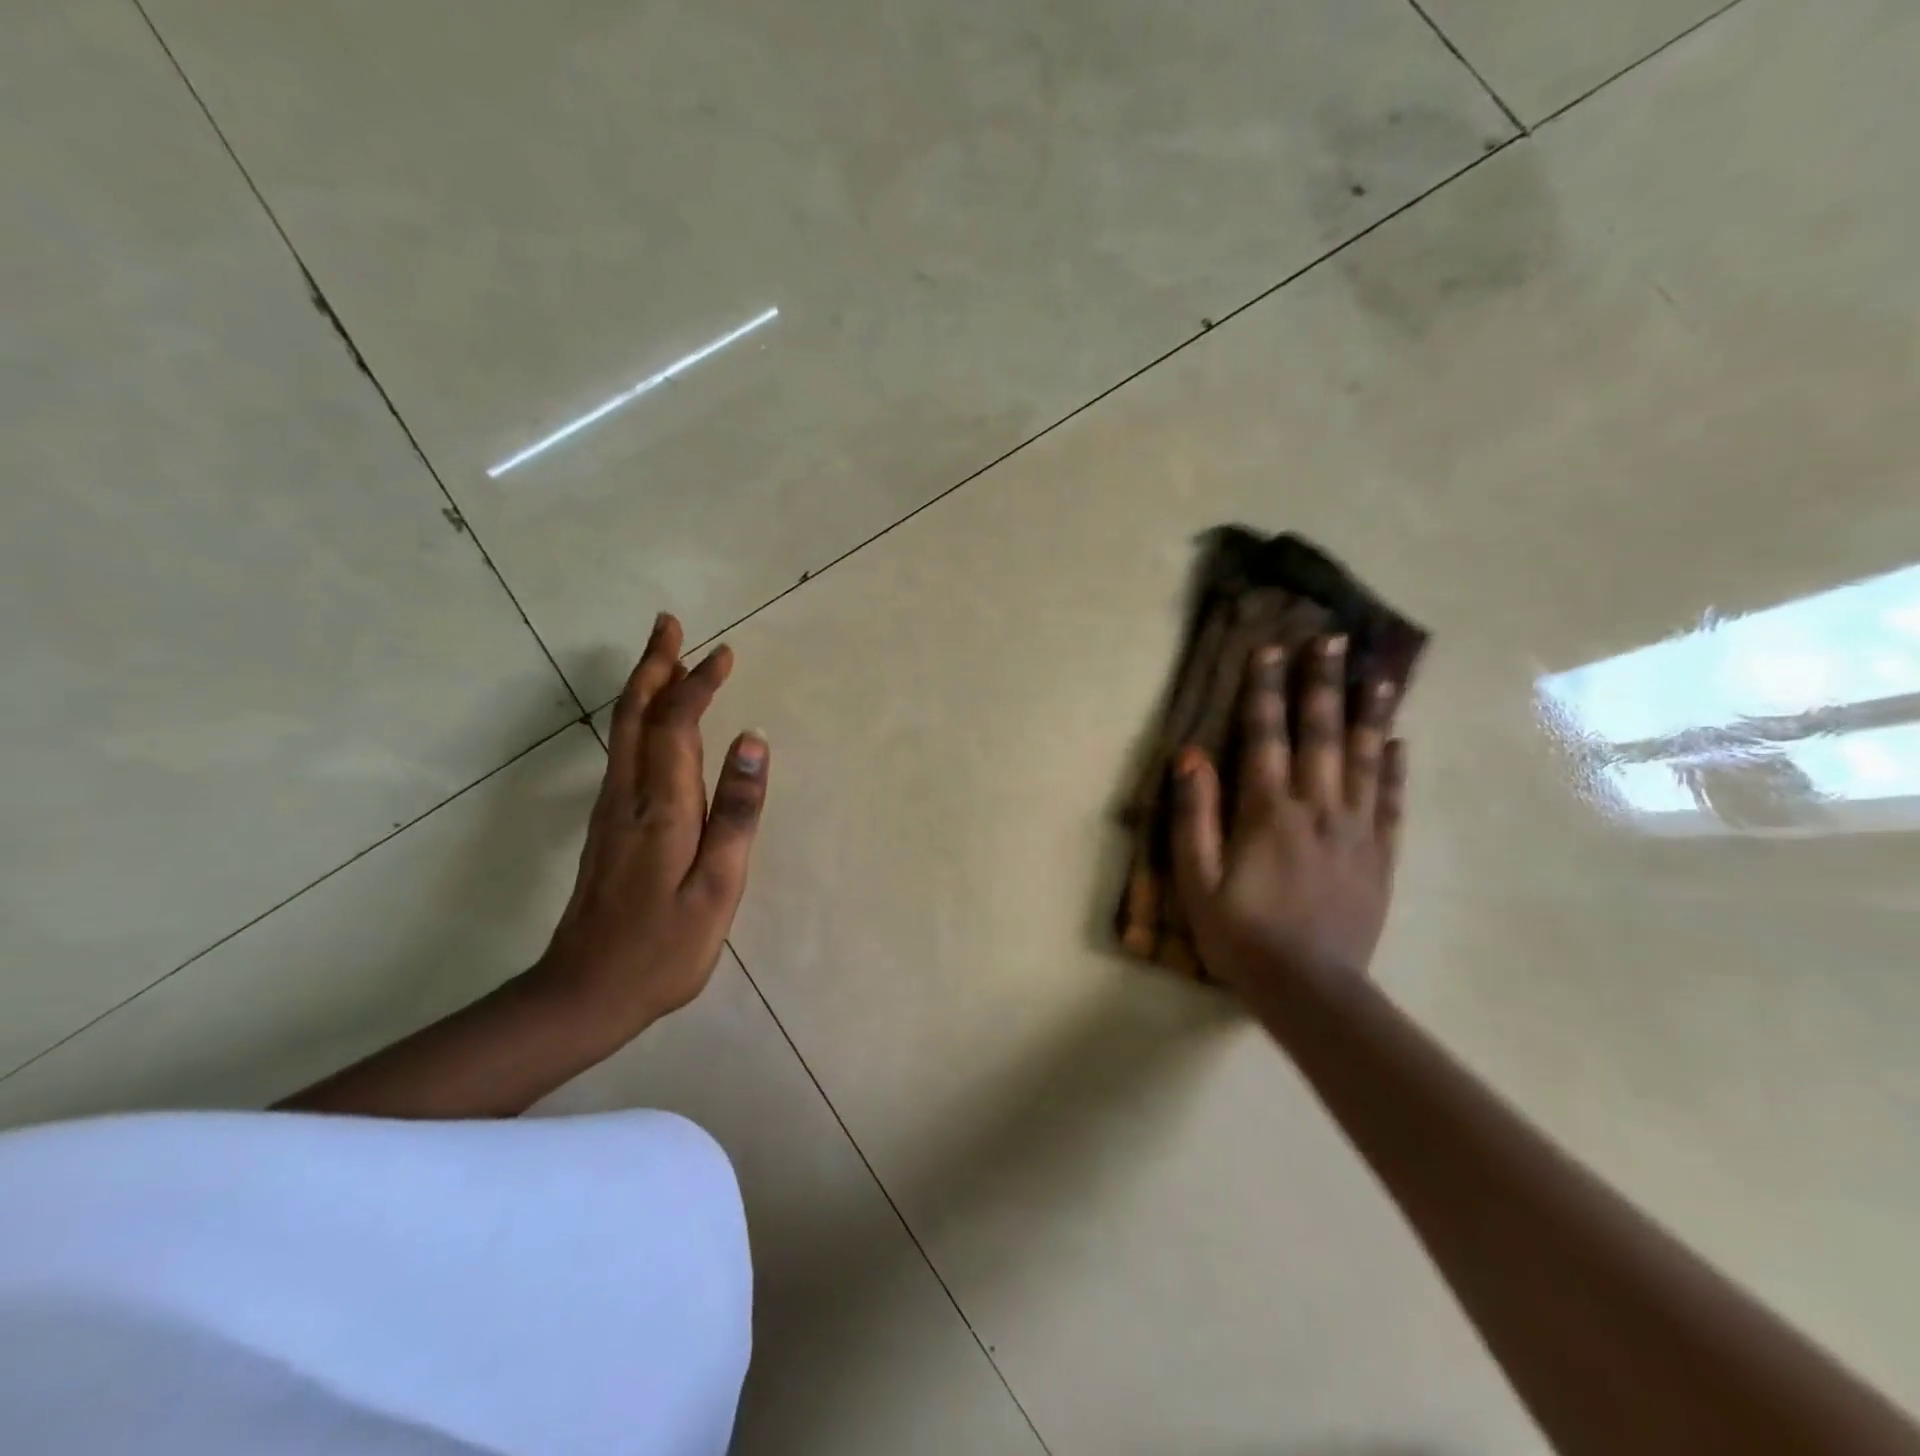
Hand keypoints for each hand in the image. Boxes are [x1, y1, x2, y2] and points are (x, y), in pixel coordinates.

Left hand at [535, 614, 769, 1034]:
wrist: (585, 993)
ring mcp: (611, 811)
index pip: (677, 724)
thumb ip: (737, 812)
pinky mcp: (607, 827)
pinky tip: (655, 724)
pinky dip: (640, 720)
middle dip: (654, 665)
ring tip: (665, 659)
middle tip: (669, 624)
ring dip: (644, 687)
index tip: (725, 653)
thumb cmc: (664, 947)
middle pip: (635, 714)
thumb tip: (754, 741)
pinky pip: (624, 752)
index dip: (699, 684)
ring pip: (624, 731)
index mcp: (662, 806)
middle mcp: (629, 795)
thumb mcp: (717, 887)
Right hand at [1170, 635, 1404, 997]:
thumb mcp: (1196, 880)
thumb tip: (1190, 756)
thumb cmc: (1240, 935)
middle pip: (1320, 735)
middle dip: (1323, 684)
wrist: (1310, 991)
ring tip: (1379, 674)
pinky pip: (1390, 803)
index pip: (1265, 737)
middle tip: (1333, 639)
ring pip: (1363, 760)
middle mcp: (1317, 809)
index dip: (1265, 691)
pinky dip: (1394, 770)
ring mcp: (1355, 832)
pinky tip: (1399, 743)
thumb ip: (1193, 815)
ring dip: (1368, 714)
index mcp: (1267, 813)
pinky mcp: (1380, 857)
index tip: (1270, 649)